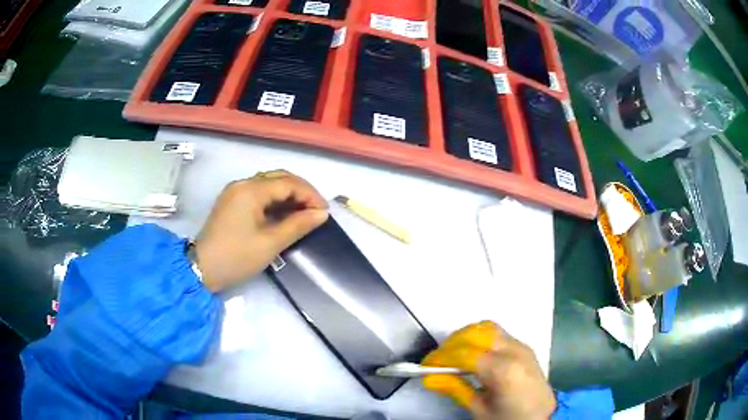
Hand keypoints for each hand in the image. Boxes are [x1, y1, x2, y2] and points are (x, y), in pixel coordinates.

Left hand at [194, 170, 327, 291]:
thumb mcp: (270, 243)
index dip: (310, 194)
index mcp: (250, 190)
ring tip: (304, 213)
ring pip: (269, 184)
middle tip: (316, 210)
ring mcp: (235, 191)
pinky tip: (285, 213)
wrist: (201, 268)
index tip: (324, 212)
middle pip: (279, 178)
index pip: (288, 183)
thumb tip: (321, 214)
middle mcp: (242, 183)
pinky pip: (259, 193)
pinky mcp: (232, 201)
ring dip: (289, 195)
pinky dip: (275, 200)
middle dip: (301, 191)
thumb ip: (298, 225)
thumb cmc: (237, 256)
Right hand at [422, 321, 555, 419]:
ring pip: (486, 327)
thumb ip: (456, 389)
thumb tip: (428, 378)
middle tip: (437, 362)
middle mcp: (514, 350)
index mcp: (503, 370)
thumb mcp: (480, 410)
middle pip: (475, 333)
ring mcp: (521, 345)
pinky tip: (472, 355)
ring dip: (465, 337)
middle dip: (451, 344)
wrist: (543, 416)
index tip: (425, 367)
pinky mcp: (523, 346)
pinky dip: (479, 338)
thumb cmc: (510, 418)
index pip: (464, 353)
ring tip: (453, 356)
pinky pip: (497, 333)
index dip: (441, 358)